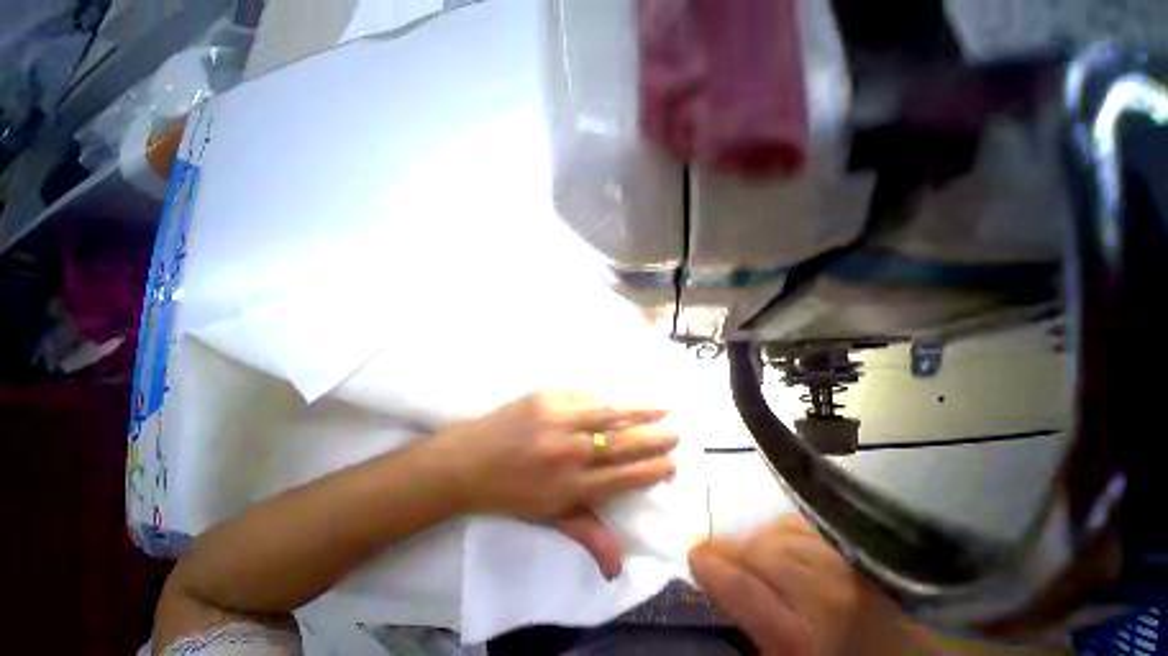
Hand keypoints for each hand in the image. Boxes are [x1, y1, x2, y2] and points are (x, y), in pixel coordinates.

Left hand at [438, 392, 678, 576]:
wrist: (466, 461)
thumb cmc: (508, 493)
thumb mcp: (547, 517)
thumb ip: (586, 533)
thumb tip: (618, 569)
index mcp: (572, 486)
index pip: (625, 477)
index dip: (652, 470)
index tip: (672, 464)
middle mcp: (570, 452)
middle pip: (623, 443)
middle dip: (655, 438)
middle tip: (676, 432)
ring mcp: (559, 420)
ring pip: (611, 413)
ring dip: (641, 410)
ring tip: (663, 407)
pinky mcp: (548, 397)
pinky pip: (589, 395)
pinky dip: (613, 395)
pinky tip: (627, 393)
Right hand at [689, 515, 907, 655]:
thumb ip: (748, 625)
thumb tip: (712, 585)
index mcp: (802, 636)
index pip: (740, 586)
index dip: (709, 566)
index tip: (693, 558)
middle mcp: (825, 591)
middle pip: (756, 552)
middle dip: (728, 552)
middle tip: (715, 558)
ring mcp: (843, 562)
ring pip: (775, 534)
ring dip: (753, 543)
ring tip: (750, 557)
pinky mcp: (853, 546)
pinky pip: (797, 525)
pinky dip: (778, 532)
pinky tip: (779, 547)